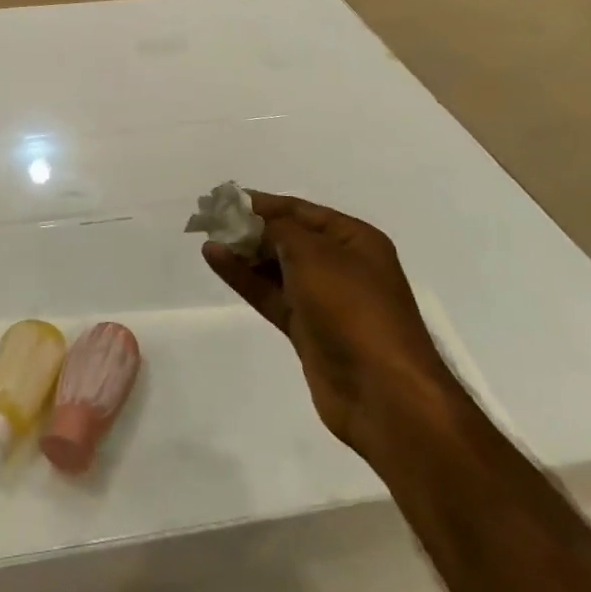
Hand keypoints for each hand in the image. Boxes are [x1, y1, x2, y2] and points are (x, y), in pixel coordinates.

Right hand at [203, 192, 461, 461]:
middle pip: (288, 237)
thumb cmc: (352, 308)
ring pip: (276, 267)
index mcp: (354, 240)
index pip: (300, 210)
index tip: (225, 198)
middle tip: (210, 219)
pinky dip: (245, 277)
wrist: (383, 393)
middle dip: (250, 227)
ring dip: (243, 252)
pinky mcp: (308, 329)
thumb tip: (253, 219)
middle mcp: (341, 265)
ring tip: (207, 238)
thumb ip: (278, 229)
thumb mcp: (314, 254)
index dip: (262, 203)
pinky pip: (271, 294)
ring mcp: (324, 299)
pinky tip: (216, 260)